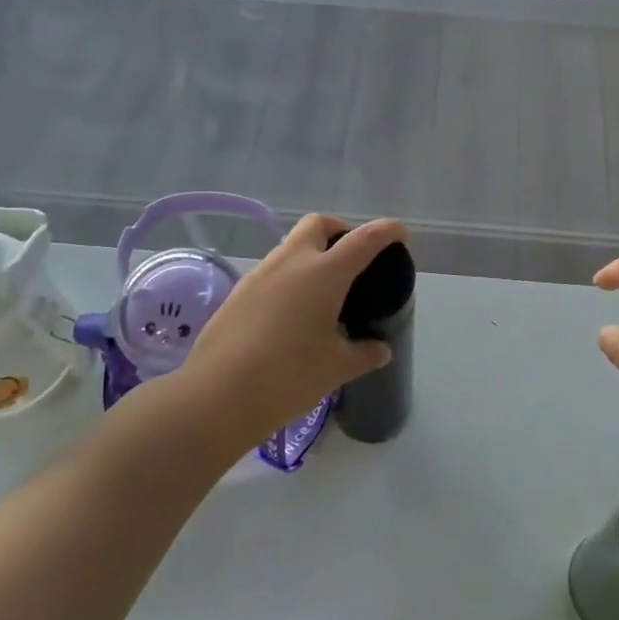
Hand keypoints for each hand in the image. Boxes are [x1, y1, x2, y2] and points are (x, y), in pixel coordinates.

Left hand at [178, 214, 405, 448]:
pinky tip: (292, 312)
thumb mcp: (337, 368)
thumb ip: (364, 354)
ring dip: (311, 255)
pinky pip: (271, 272)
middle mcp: (291, 262)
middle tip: (352, 256)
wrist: (218, 394)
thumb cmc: (289, 375)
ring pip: (290, 247)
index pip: (363, 239)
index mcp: (324, 273)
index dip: (386, 232)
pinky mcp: (238, 293)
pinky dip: (289, 278)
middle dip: (339, 230)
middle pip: (317, 225)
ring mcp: (259, 275)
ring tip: (323, 291)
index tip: (399, 233)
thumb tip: (380, 350)